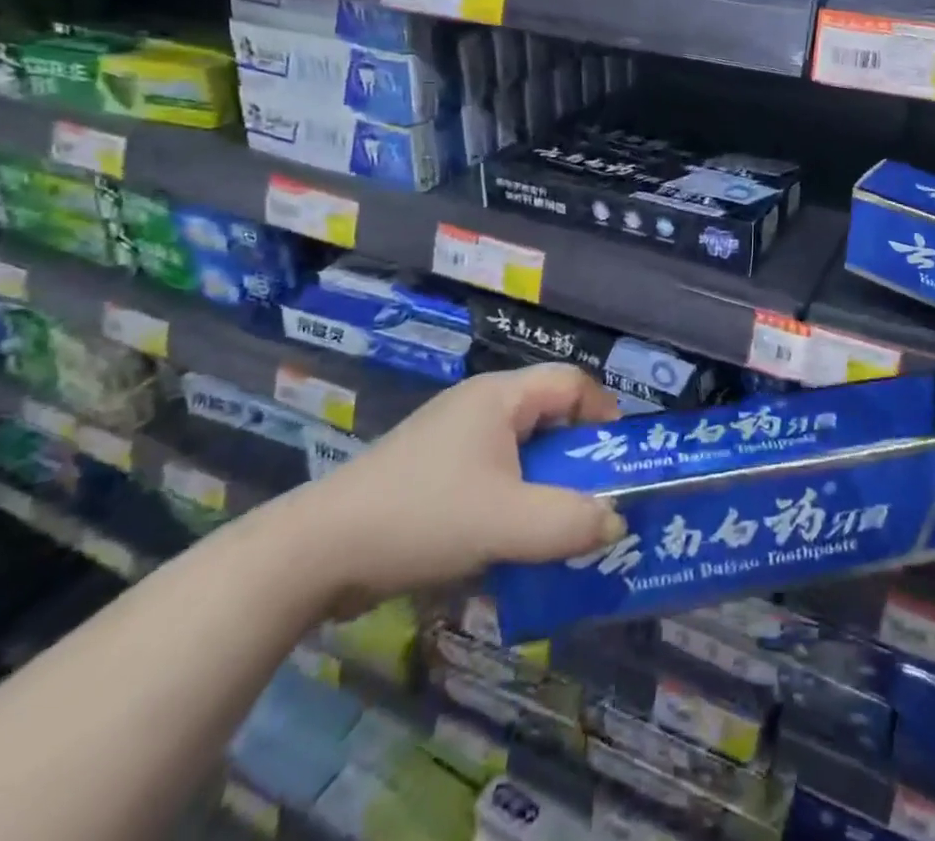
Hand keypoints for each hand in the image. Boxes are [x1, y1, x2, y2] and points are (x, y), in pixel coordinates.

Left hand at [286, 366, 627, 608]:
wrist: (316, 552)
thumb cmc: (421, 516)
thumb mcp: (505, 521)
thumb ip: (569, 522)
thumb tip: (616, 521)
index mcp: (500, 397)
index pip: (572, 383)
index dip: (604, 414)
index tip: (618, 461)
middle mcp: (479, 407)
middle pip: (548, 418)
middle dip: (578, 459)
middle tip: (598, 501)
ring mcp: (452, 441)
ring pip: (520, 453)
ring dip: (545, 487)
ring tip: (562, 531)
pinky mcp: (432, 474)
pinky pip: (492, 478)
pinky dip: (513, 504)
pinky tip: (512, 545)